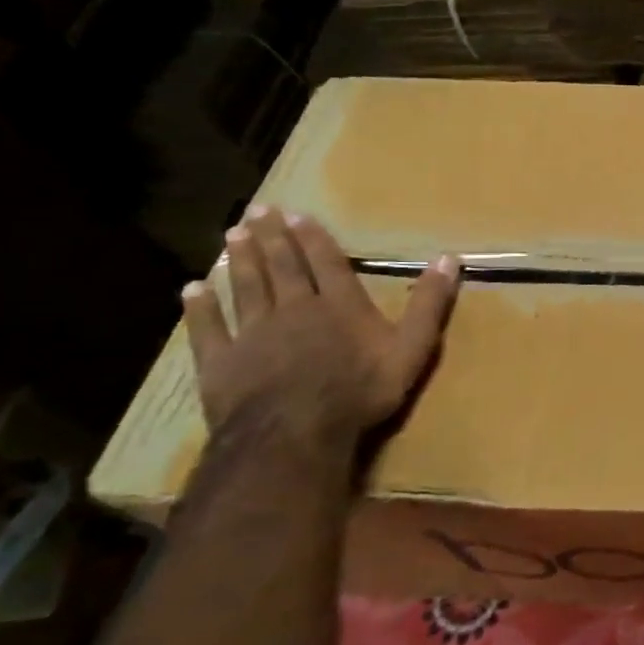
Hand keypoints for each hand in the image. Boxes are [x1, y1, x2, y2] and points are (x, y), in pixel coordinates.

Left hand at [181, 206, 460, 444]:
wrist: (294, 434)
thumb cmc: (360, 391)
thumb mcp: (412, 347)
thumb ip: (429, 304)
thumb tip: (450, 258)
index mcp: (340, 305)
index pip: (327, 263)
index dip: (313, 238)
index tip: (297, 214)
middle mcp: (295, 309)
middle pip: (284, 267)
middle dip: (273, 238)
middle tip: (258, 209)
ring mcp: (254, 334)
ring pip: (247, 288)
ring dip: (241, 260)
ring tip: (233, 234)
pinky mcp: (221, 362)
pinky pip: (209, 329)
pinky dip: (201, 308)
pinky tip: (193, 289)